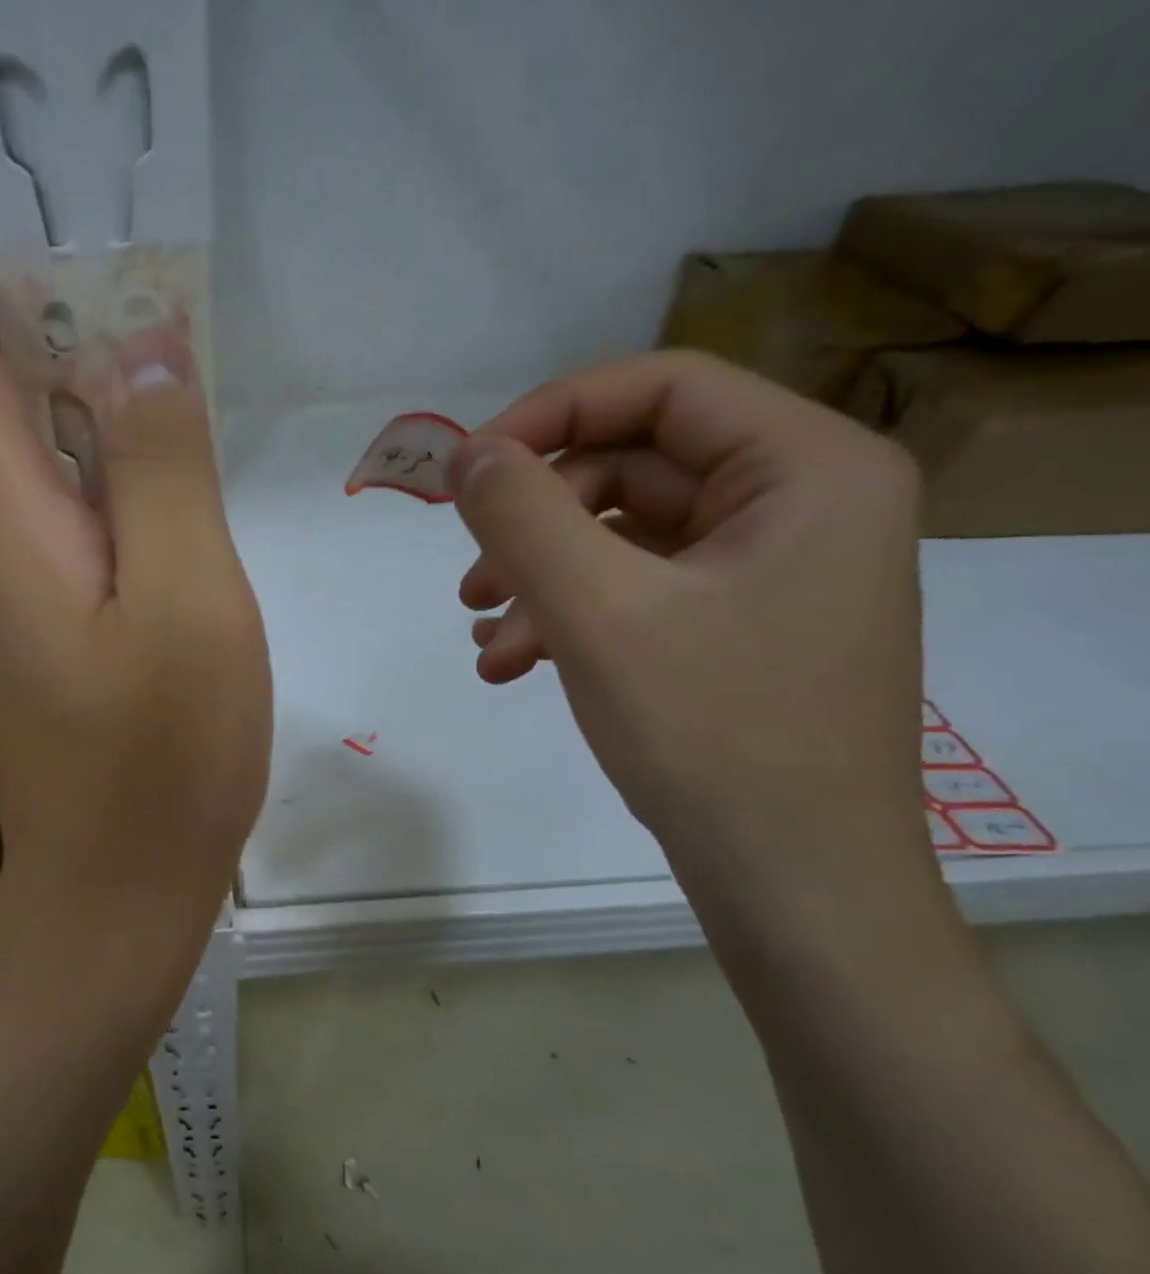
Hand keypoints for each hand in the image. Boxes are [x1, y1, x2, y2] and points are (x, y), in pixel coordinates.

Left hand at [0, 147, 269, 1016]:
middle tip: (71, 204)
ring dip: (36, 352)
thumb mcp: (185, 600)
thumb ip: (161, 467)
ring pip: (4, 436)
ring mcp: (8, 579)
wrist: (114, 887)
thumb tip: (138, 347)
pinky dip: (74, 431)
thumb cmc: (158, 758)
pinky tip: (131, 420)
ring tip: (108, 285)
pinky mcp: (41, 611)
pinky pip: (44, 491)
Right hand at [451, 352, 930, 927]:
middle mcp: (800, 503)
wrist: (793, 886)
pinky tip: (513, 662)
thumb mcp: (598, 613)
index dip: (551, 413)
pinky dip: (567, 615)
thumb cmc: (712, 735)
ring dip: (540, 577)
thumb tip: (465, 453)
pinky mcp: (735, 624)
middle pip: (633, 467)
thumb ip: (522, 516)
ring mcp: (767, 569)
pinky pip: (634, 589)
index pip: (663, 387)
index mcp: (807, 468)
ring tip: (485, 637)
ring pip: (621, 536)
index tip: (468, 469)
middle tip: (471, 578)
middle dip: (536, 522)